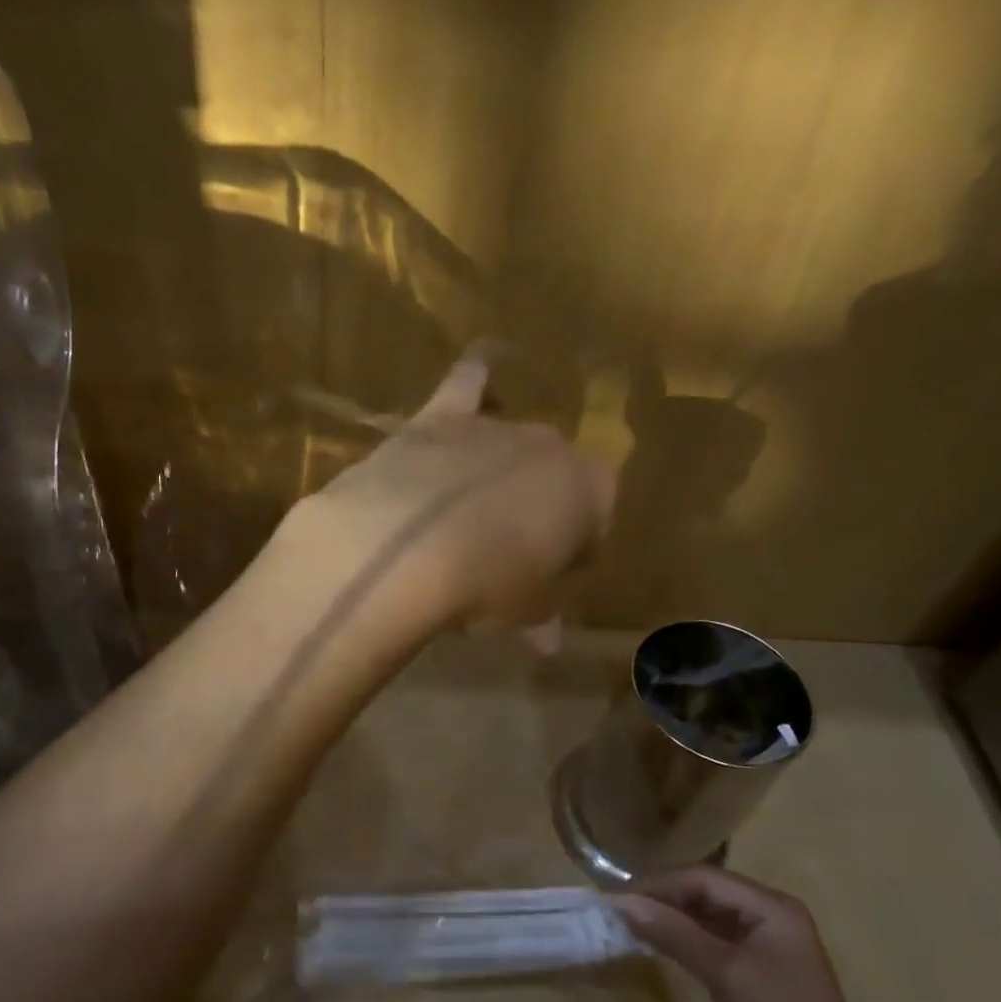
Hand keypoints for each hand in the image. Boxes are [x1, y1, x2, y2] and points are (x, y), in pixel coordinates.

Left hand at [288, 354, 615, 633]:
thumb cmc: (484, 586)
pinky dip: (480, 372)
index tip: (546, 579)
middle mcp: (550, 447)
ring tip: (475, 504)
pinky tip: (486, 361)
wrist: (405, 546)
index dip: (572, 551)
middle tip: (503, 552)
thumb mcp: (522, 612)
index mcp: (589, 491)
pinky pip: (470, 380)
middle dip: (537, 510)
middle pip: (551, 478)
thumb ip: (542, 617)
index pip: (595, 520)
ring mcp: (494, 426)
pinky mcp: (441, 417)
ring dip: (502, 468)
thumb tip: (548, 640)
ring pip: (511, 443)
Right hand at [613, 867, 896, 1001]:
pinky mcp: (753, 973)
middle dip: (662, 898)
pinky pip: (710, 942)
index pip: (703, 878)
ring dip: (669, 919)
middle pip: (704, 892)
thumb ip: (674, 933)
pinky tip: (657, 945)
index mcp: (771, 907)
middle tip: (618, 911)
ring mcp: (762, 945)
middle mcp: (768, 917)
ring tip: (629, 925)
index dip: (659, 884)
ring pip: (705, 916)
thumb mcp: (725, 974)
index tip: (617, 897)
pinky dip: (682, 940)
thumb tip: (622, 903)